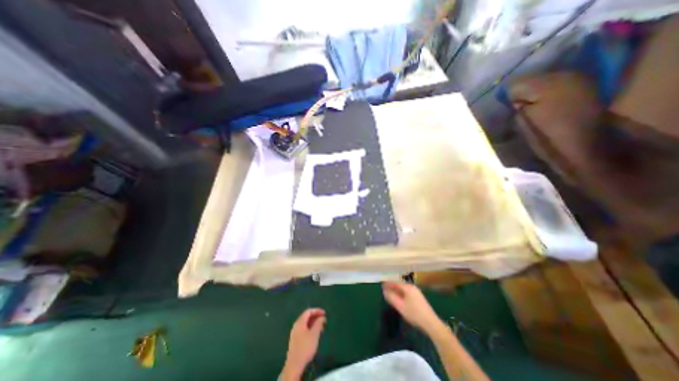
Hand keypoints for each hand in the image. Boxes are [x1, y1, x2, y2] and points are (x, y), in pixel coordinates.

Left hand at [281, 308, 324, 378]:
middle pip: (306, 317)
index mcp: (300, 322)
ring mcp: (295, 333)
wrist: (294, 365)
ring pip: (305, 324)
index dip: (317, 311)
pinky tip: (315, 335)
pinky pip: (304, 330)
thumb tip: (322, 317)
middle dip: (316, 317)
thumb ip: (319, 323)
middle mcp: (296, 325)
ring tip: (321, 327)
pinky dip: (310, 329)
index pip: (309, 311)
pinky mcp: (295, 340)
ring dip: (314, 324)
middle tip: (324, 320)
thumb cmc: (305, 347)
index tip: (325, 313)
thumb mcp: (314, 334)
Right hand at [381, 281, 446, 333]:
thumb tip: (384, 290)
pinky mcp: (419, 297)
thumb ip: (391, 297)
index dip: (388, 283)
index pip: (395, 282)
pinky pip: (407, 292)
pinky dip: (401, 293)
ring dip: (396, 290)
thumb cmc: (414, 314)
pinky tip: (399, 298)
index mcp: (407, 287)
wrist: (431, 323)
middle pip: (399, 284)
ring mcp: (416, 292)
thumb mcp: (400, 306)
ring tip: (390, 293)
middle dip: (392, 286)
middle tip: (384, 289)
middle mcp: (412, 287)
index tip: (381, 283)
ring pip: (403, 288)